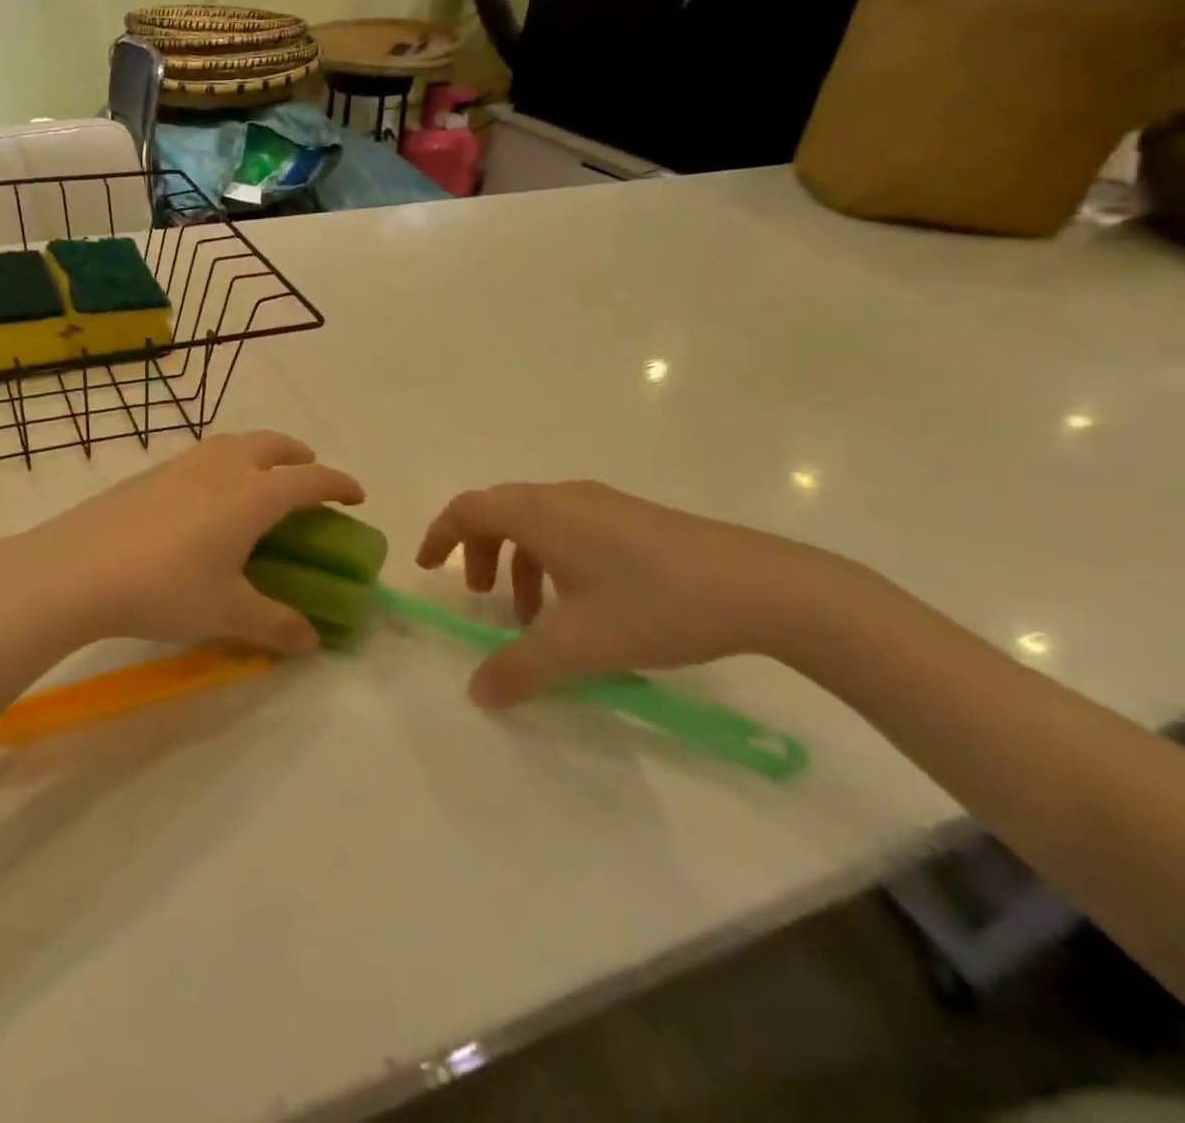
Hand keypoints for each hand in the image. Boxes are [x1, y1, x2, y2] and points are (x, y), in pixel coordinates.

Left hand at [0, 432, 364, 654]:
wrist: (76, 569)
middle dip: (299, 455)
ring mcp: (182, 466)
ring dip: (259, 451)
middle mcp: (222, 468)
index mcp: (252, 496)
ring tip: (259, 478)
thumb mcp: (227, 614)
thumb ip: (275, 625)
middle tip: (308, 473)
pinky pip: (202, 456)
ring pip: (234, 442)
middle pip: (273, 444)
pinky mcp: (149, 474)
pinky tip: (205, 496)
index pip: (310, 478)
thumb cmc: (164, 588)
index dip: (339, 483)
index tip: (357, 495)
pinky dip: (223, 462)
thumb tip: (311, 640)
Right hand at [416, 482, 880, 708]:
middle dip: (479, 553)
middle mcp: (565, 498)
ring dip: (519, 561)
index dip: (440, 535)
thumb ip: (520, 669)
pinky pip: (570, 529)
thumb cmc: (654, 604)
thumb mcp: (579, 645)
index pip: (468, 509)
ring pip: (538, 523)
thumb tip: (477, 693)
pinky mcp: (635, 519)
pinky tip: (584, 605)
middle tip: (482, 598)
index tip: (428, 568)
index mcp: (540, 514)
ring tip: (534, 614)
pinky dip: (554, 560)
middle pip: (499, 512)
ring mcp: (604, 504)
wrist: (765, 587)